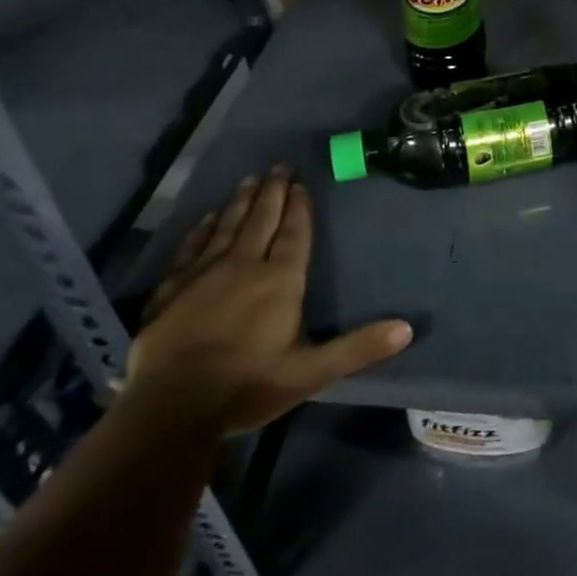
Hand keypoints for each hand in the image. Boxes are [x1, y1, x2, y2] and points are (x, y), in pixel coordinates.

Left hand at [127, 167, 411, 432]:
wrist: (169, 409)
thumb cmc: (246, 387)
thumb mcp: (311, 373)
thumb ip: (357, 348)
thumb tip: (407, 328)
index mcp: (279, 281)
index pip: (294, 234)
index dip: (299, 208)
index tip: (301, 183)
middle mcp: (244, 266)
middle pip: (262, 220)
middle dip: (272, 192)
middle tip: (279, 166)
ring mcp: (203, 274)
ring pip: (227, 227)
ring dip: (240, 202)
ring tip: (249, 179)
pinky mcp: (171, 288)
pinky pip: (190, 248)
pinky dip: (201, 230)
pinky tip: (207, 218)